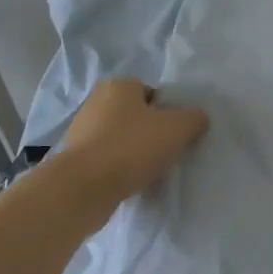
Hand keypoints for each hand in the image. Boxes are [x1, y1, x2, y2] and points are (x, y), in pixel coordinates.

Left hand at [57, 79, 208, 230]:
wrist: (83, 188)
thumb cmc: (132, 148)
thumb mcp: (177, 128)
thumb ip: (194, 119)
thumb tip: (197, 119)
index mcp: (118, 86)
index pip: (152, 93)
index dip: (168, 112)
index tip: (175, 133)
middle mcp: (96, 102)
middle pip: (136, 115)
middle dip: (151, 132)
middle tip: (167, 151)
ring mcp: (82, 131)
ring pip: (121, 138)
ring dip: (135, 152)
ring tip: (149, 170)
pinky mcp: (75, 159)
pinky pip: (107, 159)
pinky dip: (120, 168)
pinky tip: (131, 181)